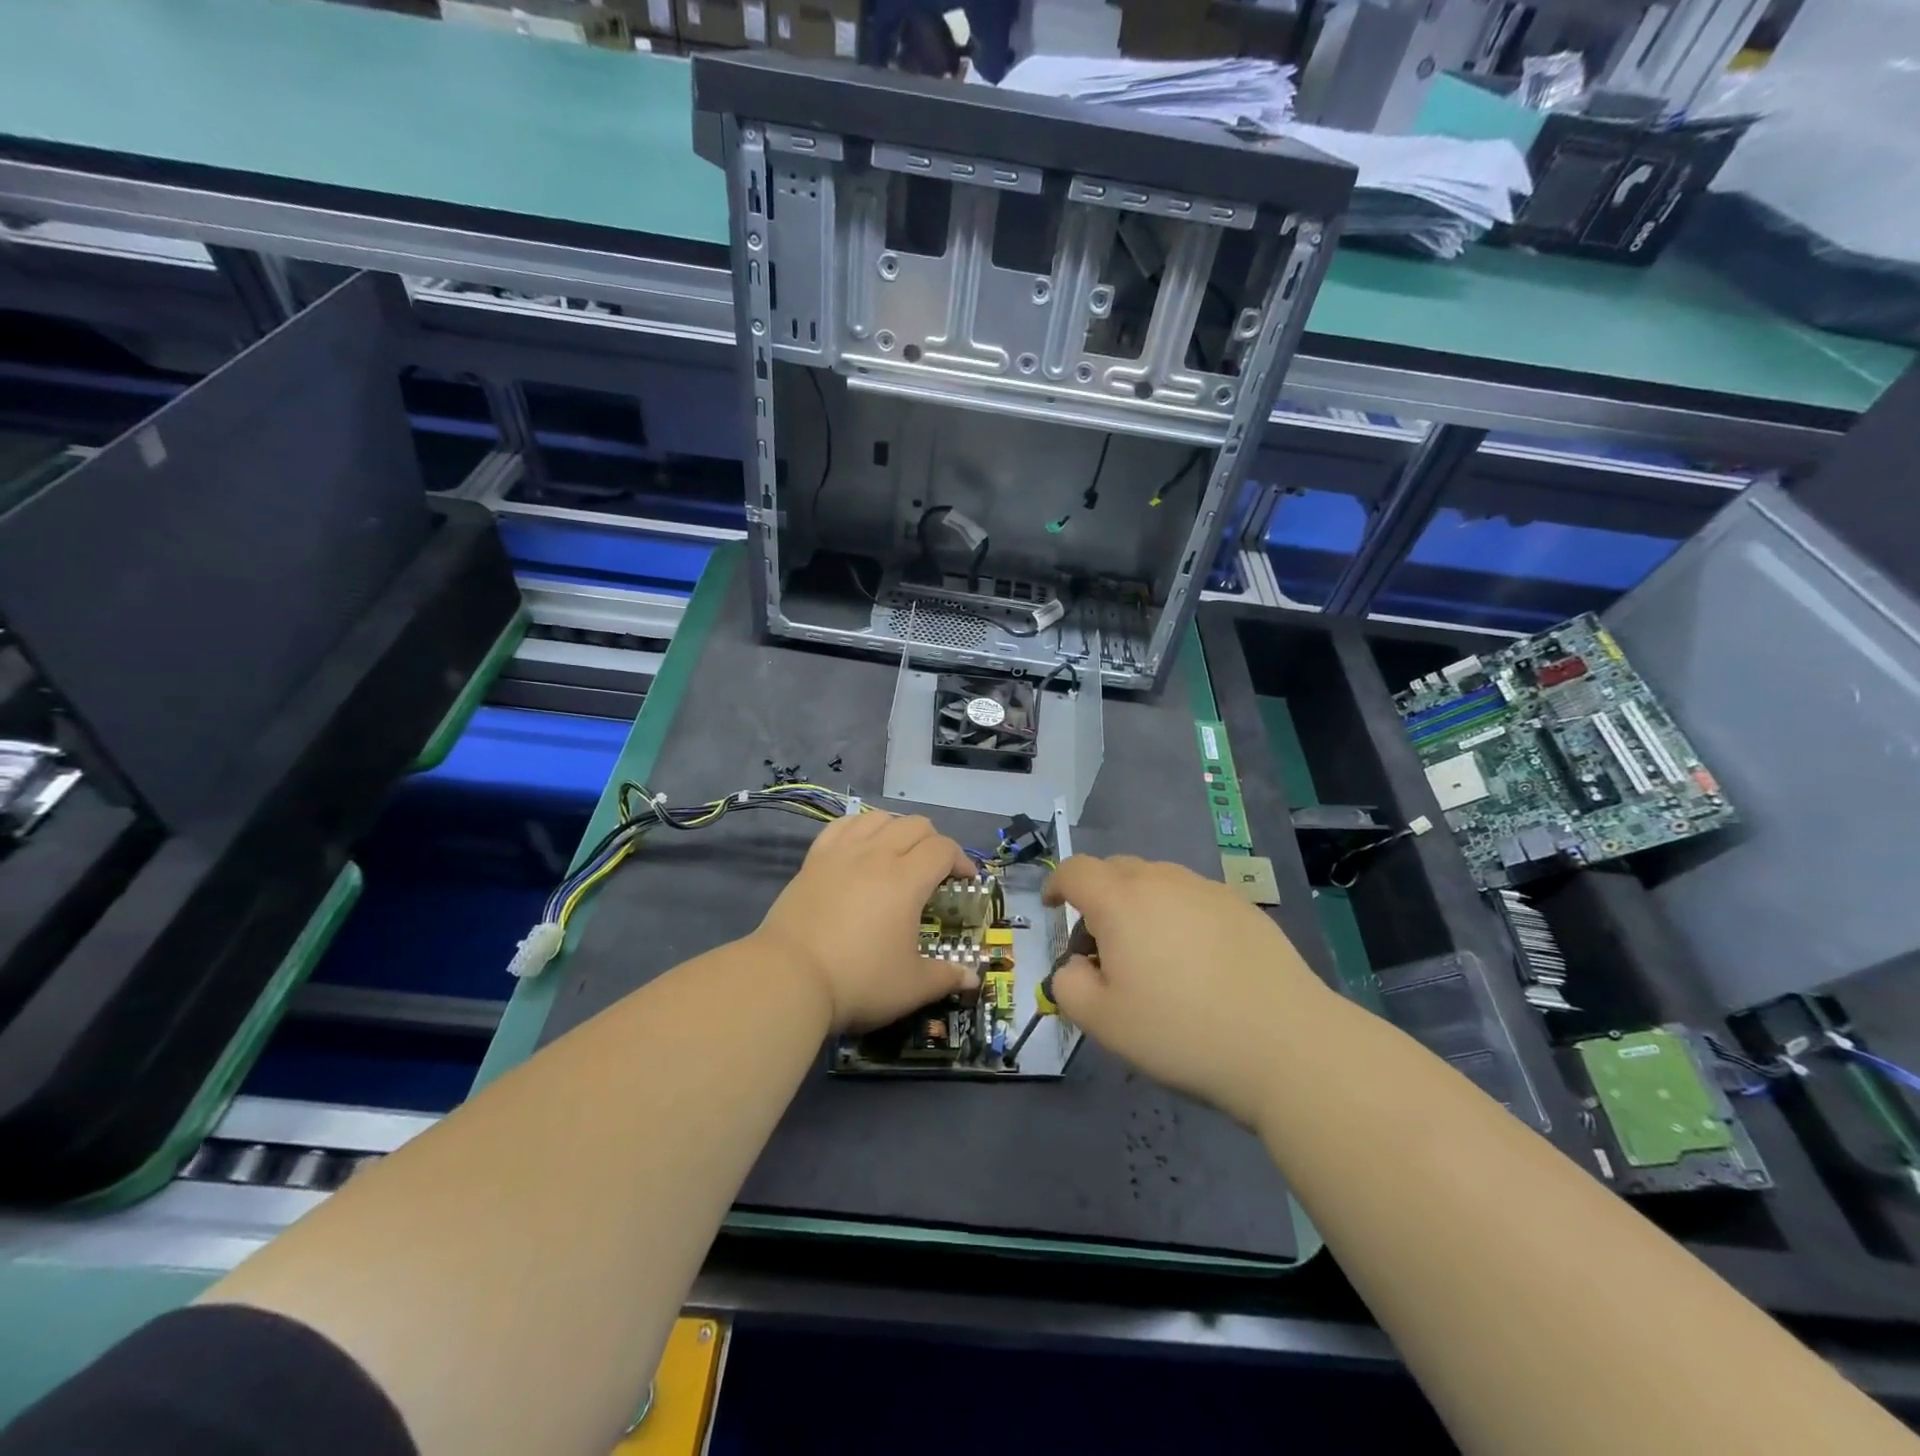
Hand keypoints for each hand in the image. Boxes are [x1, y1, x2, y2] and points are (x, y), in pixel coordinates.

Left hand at [755, 811, 978, 1031]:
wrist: (789, 978)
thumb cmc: (858, 981)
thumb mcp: (911, 987)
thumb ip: (946, 977)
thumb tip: (972, 977)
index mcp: (907, 880)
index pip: (943, 849)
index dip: (962, 860)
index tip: (965, 881)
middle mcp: (877, 855)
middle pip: (915, 825)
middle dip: (934, 842)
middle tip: (935, 871)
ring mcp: (842, 853)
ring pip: (878, 818)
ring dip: (897, 829)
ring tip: (898, 854)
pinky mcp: (814, 860)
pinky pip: (842, 826)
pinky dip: (860, 827)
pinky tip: (861, 845)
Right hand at [1043, 855, 1328, 1128]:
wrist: (1287, 1044)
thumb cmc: (1182, 1032)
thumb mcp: (1104, 1023)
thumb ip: (1069, 987)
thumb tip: (1074, 967)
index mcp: (1121, 901)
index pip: (1076, 871)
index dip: (1057, 884)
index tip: (1053, 907)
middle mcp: (1162, 881)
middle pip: (1116, 870)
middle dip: (1097, 899)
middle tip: (1101, 947)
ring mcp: (1208, 890)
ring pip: (1157, 882)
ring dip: (1139, 906)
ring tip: (1151, 956)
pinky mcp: (1244, 907)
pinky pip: (1194, 898)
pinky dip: (1178, 916)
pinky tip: (1197, 962)